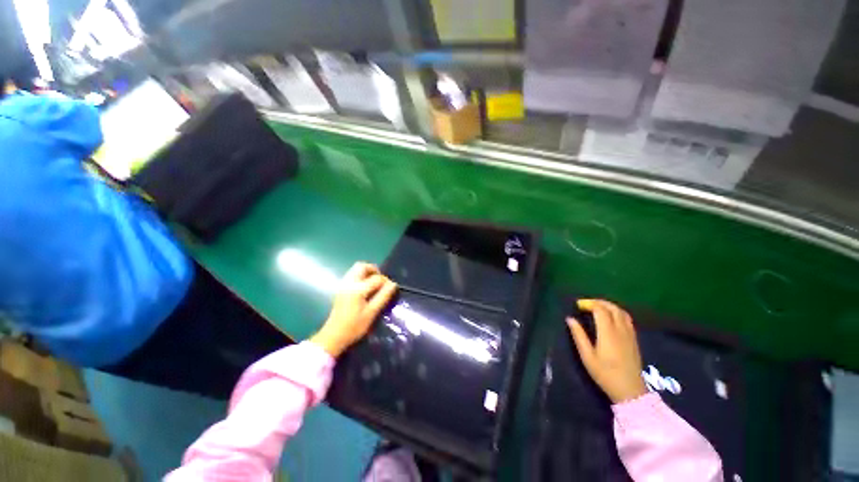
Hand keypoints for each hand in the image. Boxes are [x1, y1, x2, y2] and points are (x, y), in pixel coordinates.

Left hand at [310, 262, 397, 357]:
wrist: (333, 336)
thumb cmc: (354, 327)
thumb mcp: (372, 313)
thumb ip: (383, 296)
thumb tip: (393, 284)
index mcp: (357, 289)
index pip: (376, 278)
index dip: (386, 281)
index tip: (391, 289)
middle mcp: (349, 283)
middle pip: (362, 266)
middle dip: (374, 270)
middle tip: (381, 281)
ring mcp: (343, 285)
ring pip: (356, 269)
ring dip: (367, 272)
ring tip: (374, 284)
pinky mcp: (340, 288)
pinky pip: (352, 275)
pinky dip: (361, 276)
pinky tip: (365, 288)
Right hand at [567, 299, 647, 403]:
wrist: (630, 390)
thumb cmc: (605, 374)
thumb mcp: (587, 356)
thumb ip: (579, 335)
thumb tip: (570, 319)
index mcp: (608, 333)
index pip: (600, 310)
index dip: (589, 304)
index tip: (578, 305)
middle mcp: (620, 330)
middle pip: (612, 308)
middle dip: (599, 302)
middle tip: (586, 304)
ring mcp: (630, 334)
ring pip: (622, 312)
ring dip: (609, 306)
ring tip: (597, 308)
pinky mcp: (634, 339)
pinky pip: (627, 319)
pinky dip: (617, 312)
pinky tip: (611, 318)